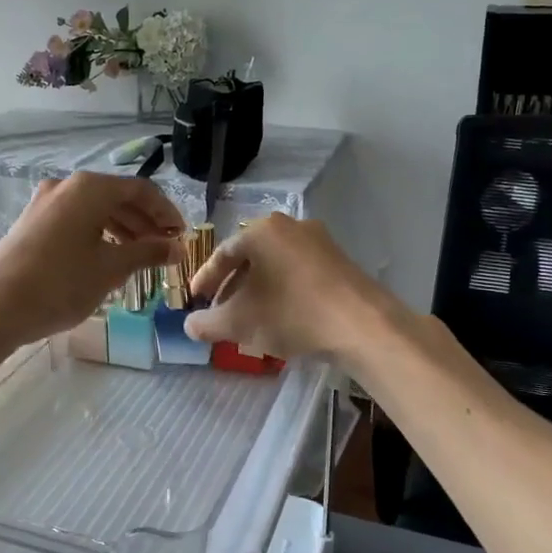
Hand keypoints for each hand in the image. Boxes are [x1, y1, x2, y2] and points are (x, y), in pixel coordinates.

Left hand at [0, 173, 183, 350]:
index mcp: (89, 188)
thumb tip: (177, 247)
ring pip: (95, 209)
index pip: (140, 190)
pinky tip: (107, 257)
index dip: (166, 212)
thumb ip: (147, 253)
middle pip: (117, 197)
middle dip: (145, 222)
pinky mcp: (31, 222)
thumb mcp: (110, 268)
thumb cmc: (60, 284)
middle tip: (165, 248)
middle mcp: (66, 186)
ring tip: (140, 256)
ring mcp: (44, 202)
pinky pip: (76, 219)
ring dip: (123, 228)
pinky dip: (98, 233)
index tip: (182, 236)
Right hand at [184, 214, 387, 360]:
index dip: (205, 279)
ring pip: (275, 267)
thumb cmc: (291, 314)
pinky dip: (283, 292)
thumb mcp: (238, 323)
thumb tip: (190, 325)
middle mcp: (290, 227)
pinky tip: (281, 319)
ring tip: (249, 320)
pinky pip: (299, 274)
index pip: (222, 253)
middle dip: (232, 287)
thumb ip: (206, 324)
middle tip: (220, 312)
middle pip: (250, 258)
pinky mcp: (340, 262)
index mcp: (262, 230)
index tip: (196, 301)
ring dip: (258, 291)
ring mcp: (319, 242)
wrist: (361, 325)